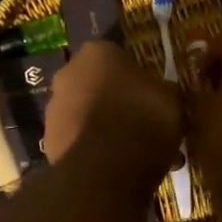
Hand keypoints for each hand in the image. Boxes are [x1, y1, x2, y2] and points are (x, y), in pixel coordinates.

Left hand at [42, 42, 182, 176]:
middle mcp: (68, 73)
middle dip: (117, 103)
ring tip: (133, 154)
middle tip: (142, 125)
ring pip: (87, 115)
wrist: (105, 169)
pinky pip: (79, 142)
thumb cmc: (143, 119)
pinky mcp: (49, 141)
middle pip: (98, 85)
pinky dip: (94, 151)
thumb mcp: (172, 99)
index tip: (152, 97)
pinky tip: (117, 169)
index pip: (119, 57)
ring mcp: (54, 109)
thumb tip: (163, 94)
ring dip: (105, 128)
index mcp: (98, 52)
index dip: (137, 78)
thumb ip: (164, 90)